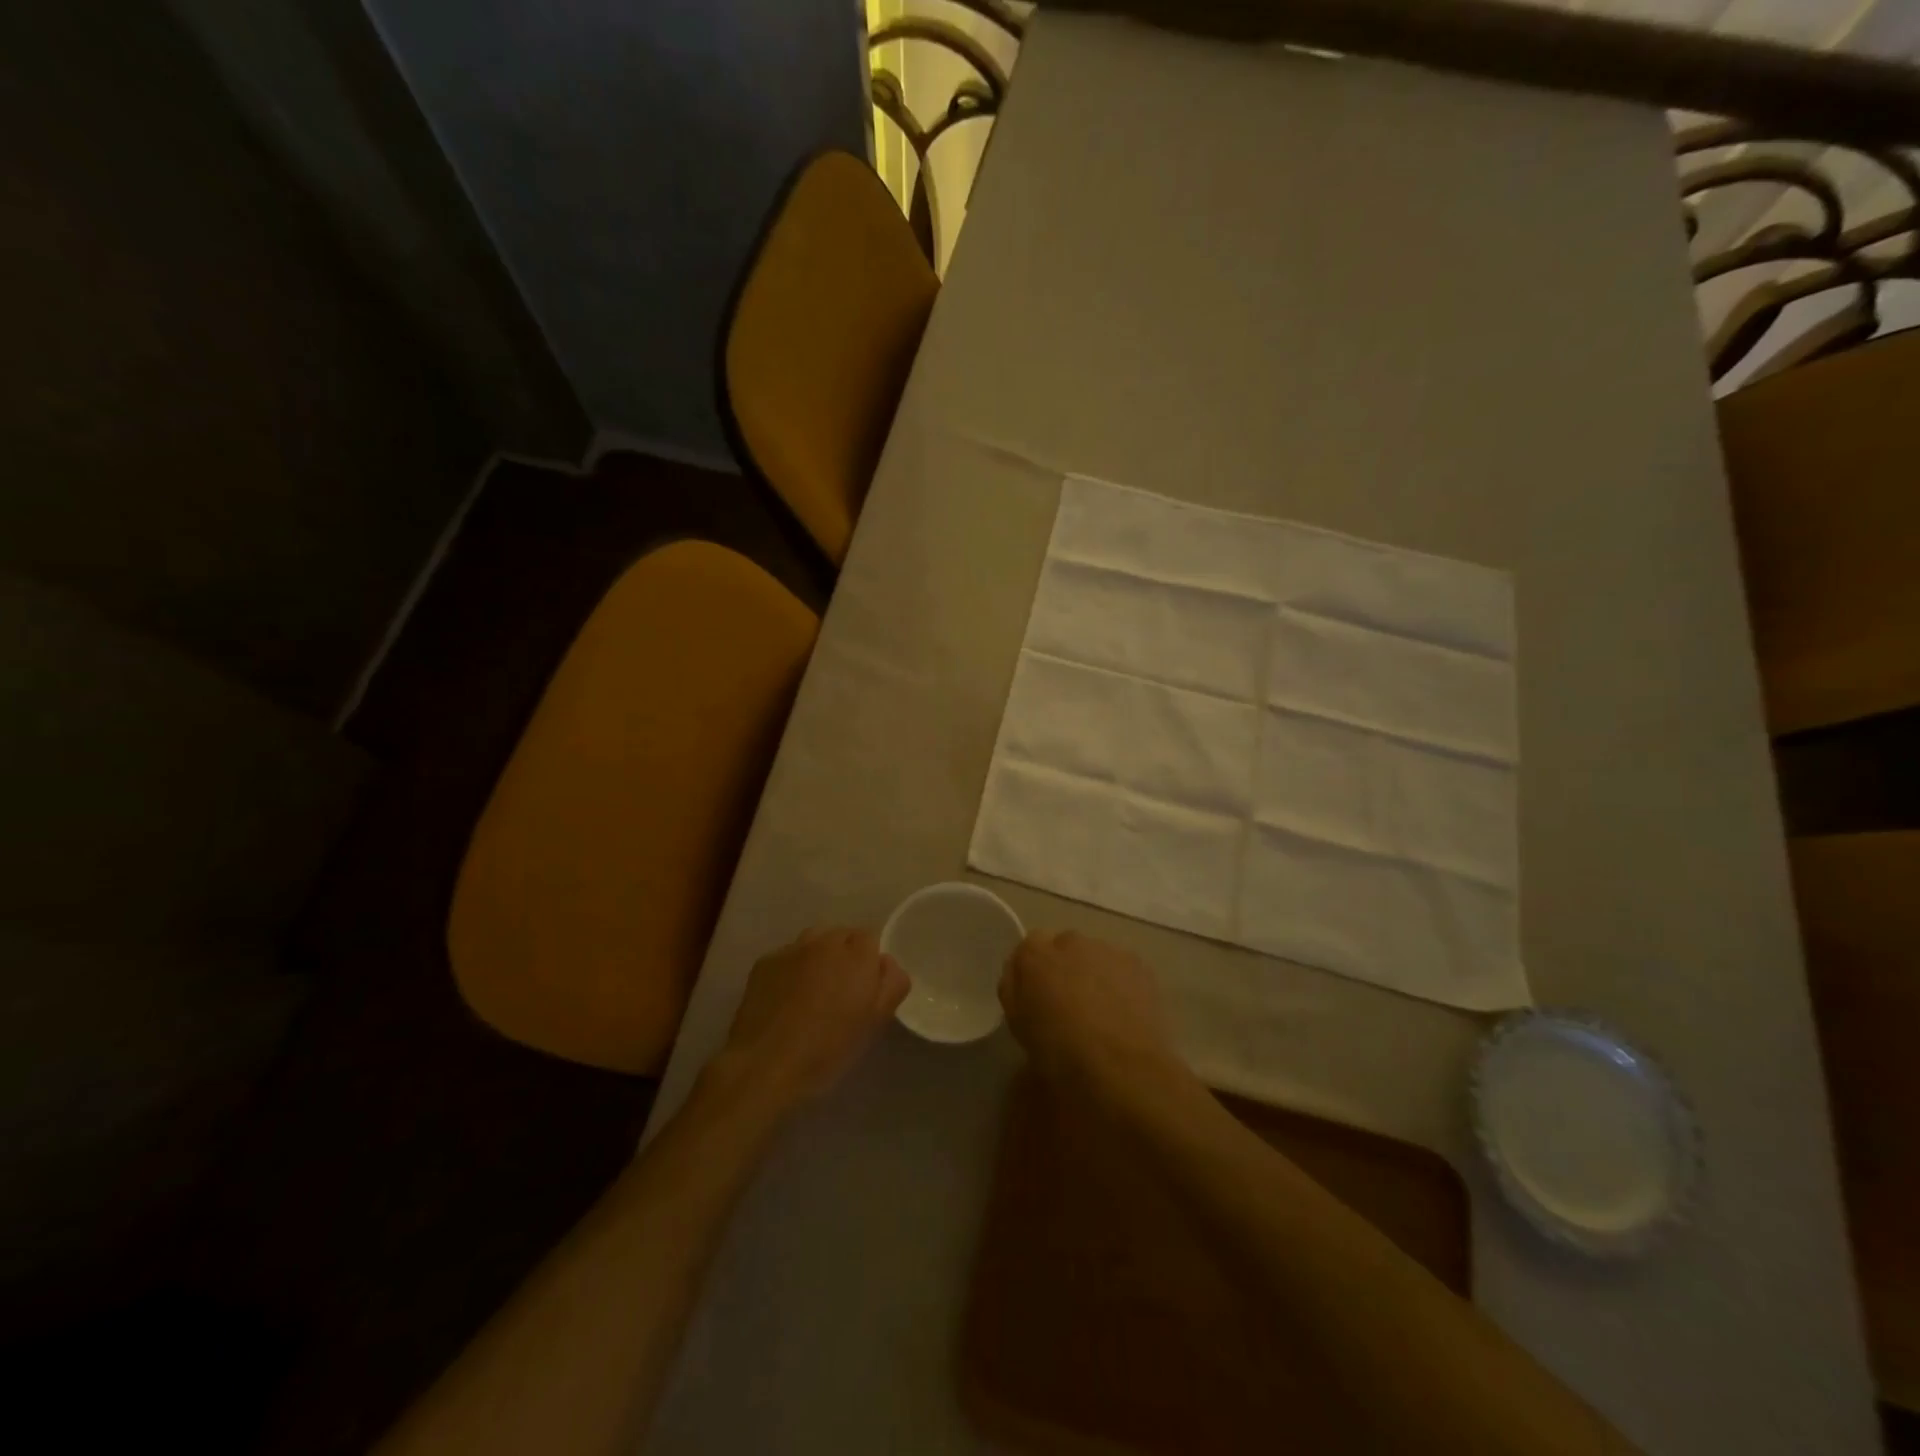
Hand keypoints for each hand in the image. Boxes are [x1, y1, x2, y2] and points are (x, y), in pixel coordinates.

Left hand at [713, 927, 909, 1114]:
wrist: (765, 1065)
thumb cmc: (827, 1049)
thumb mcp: (874, 1023)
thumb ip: (891, 984)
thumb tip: (886, 963)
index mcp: (857, 955)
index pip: (870, 937)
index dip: (870, 961)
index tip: (865, 986)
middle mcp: (825, 942)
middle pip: (841, 936)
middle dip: (845, 955)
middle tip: (840, 991)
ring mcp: (791, 949)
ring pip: (813, 941)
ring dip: (818, 958)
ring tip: (813, 991)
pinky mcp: (764, 962)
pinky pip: (787, 956)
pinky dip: (792, 969)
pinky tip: (785, 998)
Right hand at [999, 931, 1187, 1096]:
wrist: (1120, 1068)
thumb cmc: (1059, 1053)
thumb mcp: (1018, 1025)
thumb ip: (1014, 990)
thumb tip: (1021, 977)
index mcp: (1035, 955)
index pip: (1029, 946)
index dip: (1033, 970)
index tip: (1037, 995)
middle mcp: (1070, 941)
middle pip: (1064, 946)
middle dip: (1064, 968)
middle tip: (1069, 1005)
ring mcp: (1107, 950)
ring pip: (1095, 956)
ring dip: (1093, 974)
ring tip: (1101, 1013)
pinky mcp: (1139, 965)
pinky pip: (1121, 968)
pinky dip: (1120, 983)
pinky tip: (1124, 1014)